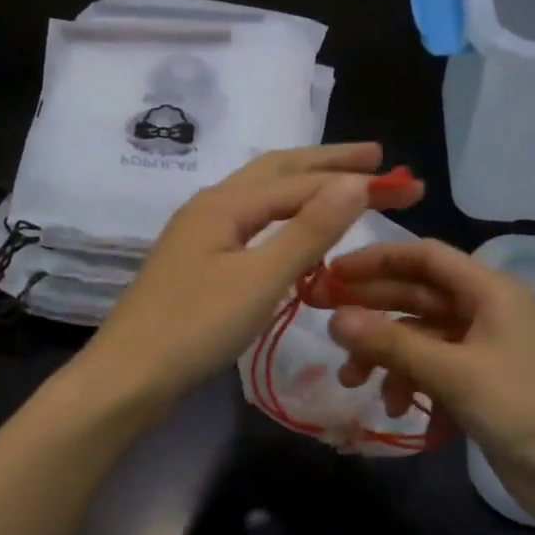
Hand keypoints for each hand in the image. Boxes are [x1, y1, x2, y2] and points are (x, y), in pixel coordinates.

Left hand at [81, 143, 423, 413]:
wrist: (130, 376)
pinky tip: (293, 232)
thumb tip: (356, 182)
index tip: (404, 184)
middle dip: (328, 164)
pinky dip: (283, 218)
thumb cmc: (197, 327)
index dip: (355, 180)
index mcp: (225, 204)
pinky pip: (251, 226)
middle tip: (376, 158)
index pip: (302, 182)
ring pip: (261, 198)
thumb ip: (309, 230)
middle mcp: (210, 208)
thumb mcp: (261, 278)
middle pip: (277, 173)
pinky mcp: (197, 266)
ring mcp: (200, 237)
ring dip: (304, 187)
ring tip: (341, 184)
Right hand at [307, 239, 534, 532]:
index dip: (376, 261)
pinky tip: (399, 410)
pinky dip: (411, 385)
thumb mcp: (454, 373)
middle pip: (417, 297)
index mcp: (491, 292)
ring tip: (354, 382)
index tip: (331, 275)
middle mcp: (486, 312)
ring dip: (386, 358)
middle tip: (323, 323)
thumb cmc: (522, 410)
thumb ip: (393, 344)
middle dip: (371, 312)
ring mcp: (483, 350)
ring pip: (420, 339)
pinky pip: (433, 371)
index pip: (425, 257)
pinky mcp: (480, 385)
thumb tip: (334, 319)